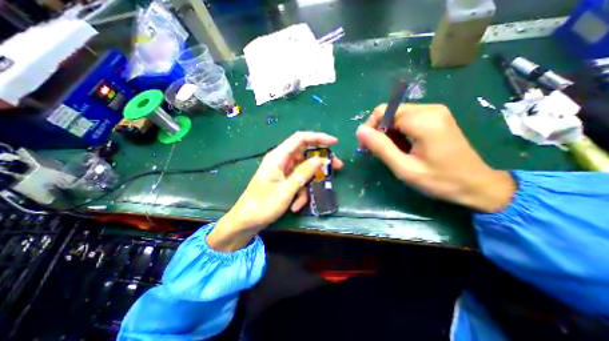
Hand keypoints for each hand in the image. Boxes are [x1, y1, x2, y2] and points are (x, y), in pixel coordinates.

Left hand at [209, 132, 341, 251]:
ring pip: (304, 171)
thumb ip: (303, 174)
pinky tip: (295, 206)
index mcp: (278, 157)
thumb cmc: (262, 205)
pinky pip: (298, 182)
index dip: (318, 137)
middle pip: (305, 154)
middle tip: (336, 167)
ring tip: (305, 200)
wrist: (245, 222)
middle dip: (320, 162)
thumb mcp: (285, 190)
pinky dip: (300, 193)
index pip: (300, 139)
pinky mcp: (284, 181)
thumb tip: (320, 160)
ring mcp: (283, 171)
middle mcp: (281, 161)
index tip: (334, 142)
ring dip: (309, 184)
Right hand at [358, 103, 511, 212]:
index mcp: (423, 120)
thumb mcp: (404, 168)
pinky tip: (402, 146)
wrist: (477, 185)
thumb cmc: (440, 180)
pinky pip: (407, 118)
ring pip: (396, 115)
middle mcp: (430, 109)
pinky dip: (398, 131)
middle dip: (378, 130)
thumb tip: (359, 131)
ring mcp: (435, 111)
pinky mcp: (436, 117)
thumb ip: (381, 147)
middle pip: (389, 111)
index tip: (367, 148)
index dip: (371, 128)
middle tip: (377, 151)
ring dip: (387, 132)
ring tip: (391, 152)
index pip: (383, 112)